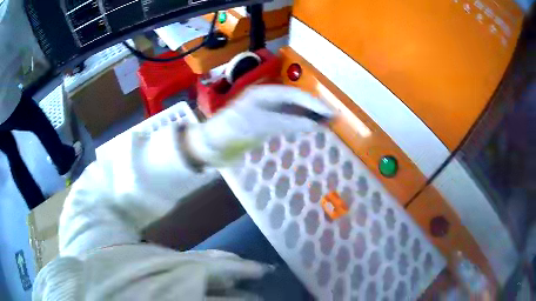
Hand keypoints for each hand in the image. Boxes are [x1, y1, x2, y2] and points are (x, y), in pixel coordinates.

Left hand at [187, 85, 333, 166]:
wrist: (208, 146)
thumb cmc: (227, 132)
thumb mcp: (255, 125)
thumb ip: (284, 122)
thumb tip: (312, 123)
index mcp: (262, 94)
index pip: (293, 96)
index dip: (312, 103)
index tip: (330, 112)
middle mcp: (264, 100)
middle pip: (295, 101)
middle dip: (314, 108)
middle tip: (333, 117)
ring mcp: (263, 112)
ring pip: (291, 110)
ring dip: (308, 115)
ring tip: (326, 122)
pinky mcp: (262, 125)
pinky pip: (285, 121)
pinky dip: (298, 124)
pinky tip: (308, 128)